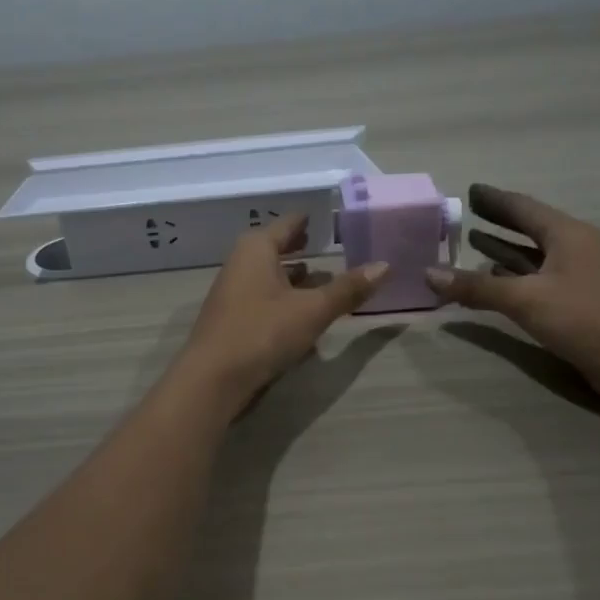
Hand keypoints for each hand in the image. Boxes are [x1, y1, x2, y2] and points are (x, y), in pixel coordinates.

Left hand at [174, 215, 387, 412]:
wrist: (213, 378)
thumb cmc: (263, 332)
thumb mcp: (313, 310)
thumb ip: (348, 289)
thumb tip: (385, 265)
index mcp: (256, 248)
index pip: (288, 223)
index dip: (311, 221)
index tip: (332, 220)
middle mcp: (240, 263)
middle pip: (276, 248)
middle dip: (302, 249)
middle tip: (331, 246)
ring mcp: (233, 292)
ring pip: (270, 276)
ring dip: (294, 277)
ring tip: (323, 278)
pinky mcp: (232, 319)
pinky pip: (264, 299)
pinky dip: (284, 298)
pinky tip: (302, 313)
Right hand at [425, 184, 599, 410]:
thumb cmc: (589, 318)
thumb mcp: (527, 300)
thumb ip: (477, 287)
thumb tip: (429, 273)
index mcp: (567, 235)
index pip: (523, 208)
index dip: (495, 199)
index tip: (470, 191)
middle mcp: (574, 250)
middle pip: (530, 229)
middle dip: (499, 222)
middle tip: (466, 215)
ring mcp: (579, 278)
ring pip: (534, 257)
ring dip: (505, 252)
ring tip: (473, 245)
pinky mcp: (579, 305)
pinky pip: (539, 282)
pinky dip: (515, 279)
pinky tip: (496, 284)